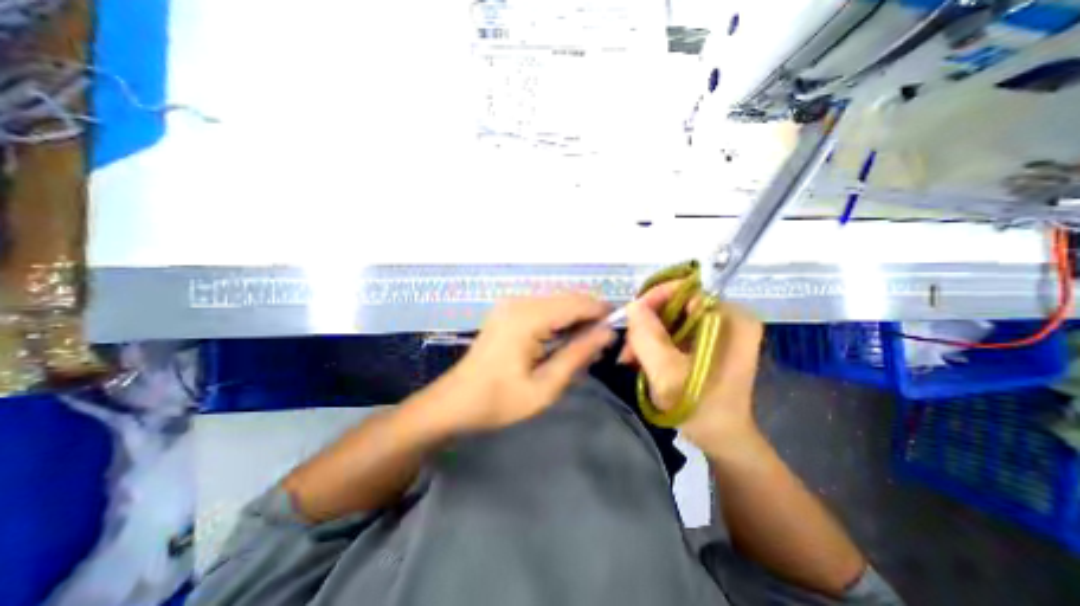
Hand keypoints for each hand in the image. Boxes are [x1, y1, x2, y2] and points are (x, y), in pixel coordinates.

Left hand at [444, 292, 616, 432]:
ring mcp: (511, 304)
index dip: (601, 312)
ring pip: (556, 302)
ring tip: (585, 345)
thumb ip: (578, 355)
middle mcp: (519, 302)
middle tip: (602, 344)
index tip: (619, 328)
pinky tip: (563, 340)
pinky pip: (543, 308)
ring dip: (575, 319)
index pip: (576, 303)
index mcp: (527, 318)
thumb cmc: (499, 401)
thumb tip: (606, 333)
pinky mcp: (507, 311)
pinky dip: (559, 320)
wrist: (455, 402)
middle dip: (589, 316)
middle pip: (567, 298)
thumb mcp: (545, 387)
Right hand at [621, 282, 763, 451]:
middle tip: (628, 347)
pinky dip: (655, 343)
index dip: (655, 298)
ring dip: (647, 336)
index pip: (687, 289)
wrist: (722, 439)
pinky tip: (641, 360)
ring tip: (630, 359)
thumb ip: (647, 336)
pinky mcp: (709, 342)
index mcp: (731, 319)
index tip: (631, 318)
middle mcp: (729, 318)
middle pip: (677, 304)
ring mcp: (720, 330)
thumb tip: (632, 305)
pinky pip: (675, 331)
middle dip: (646, 323)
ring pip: (672, 318)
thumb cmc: (700, 408)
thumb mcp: (667, 373)